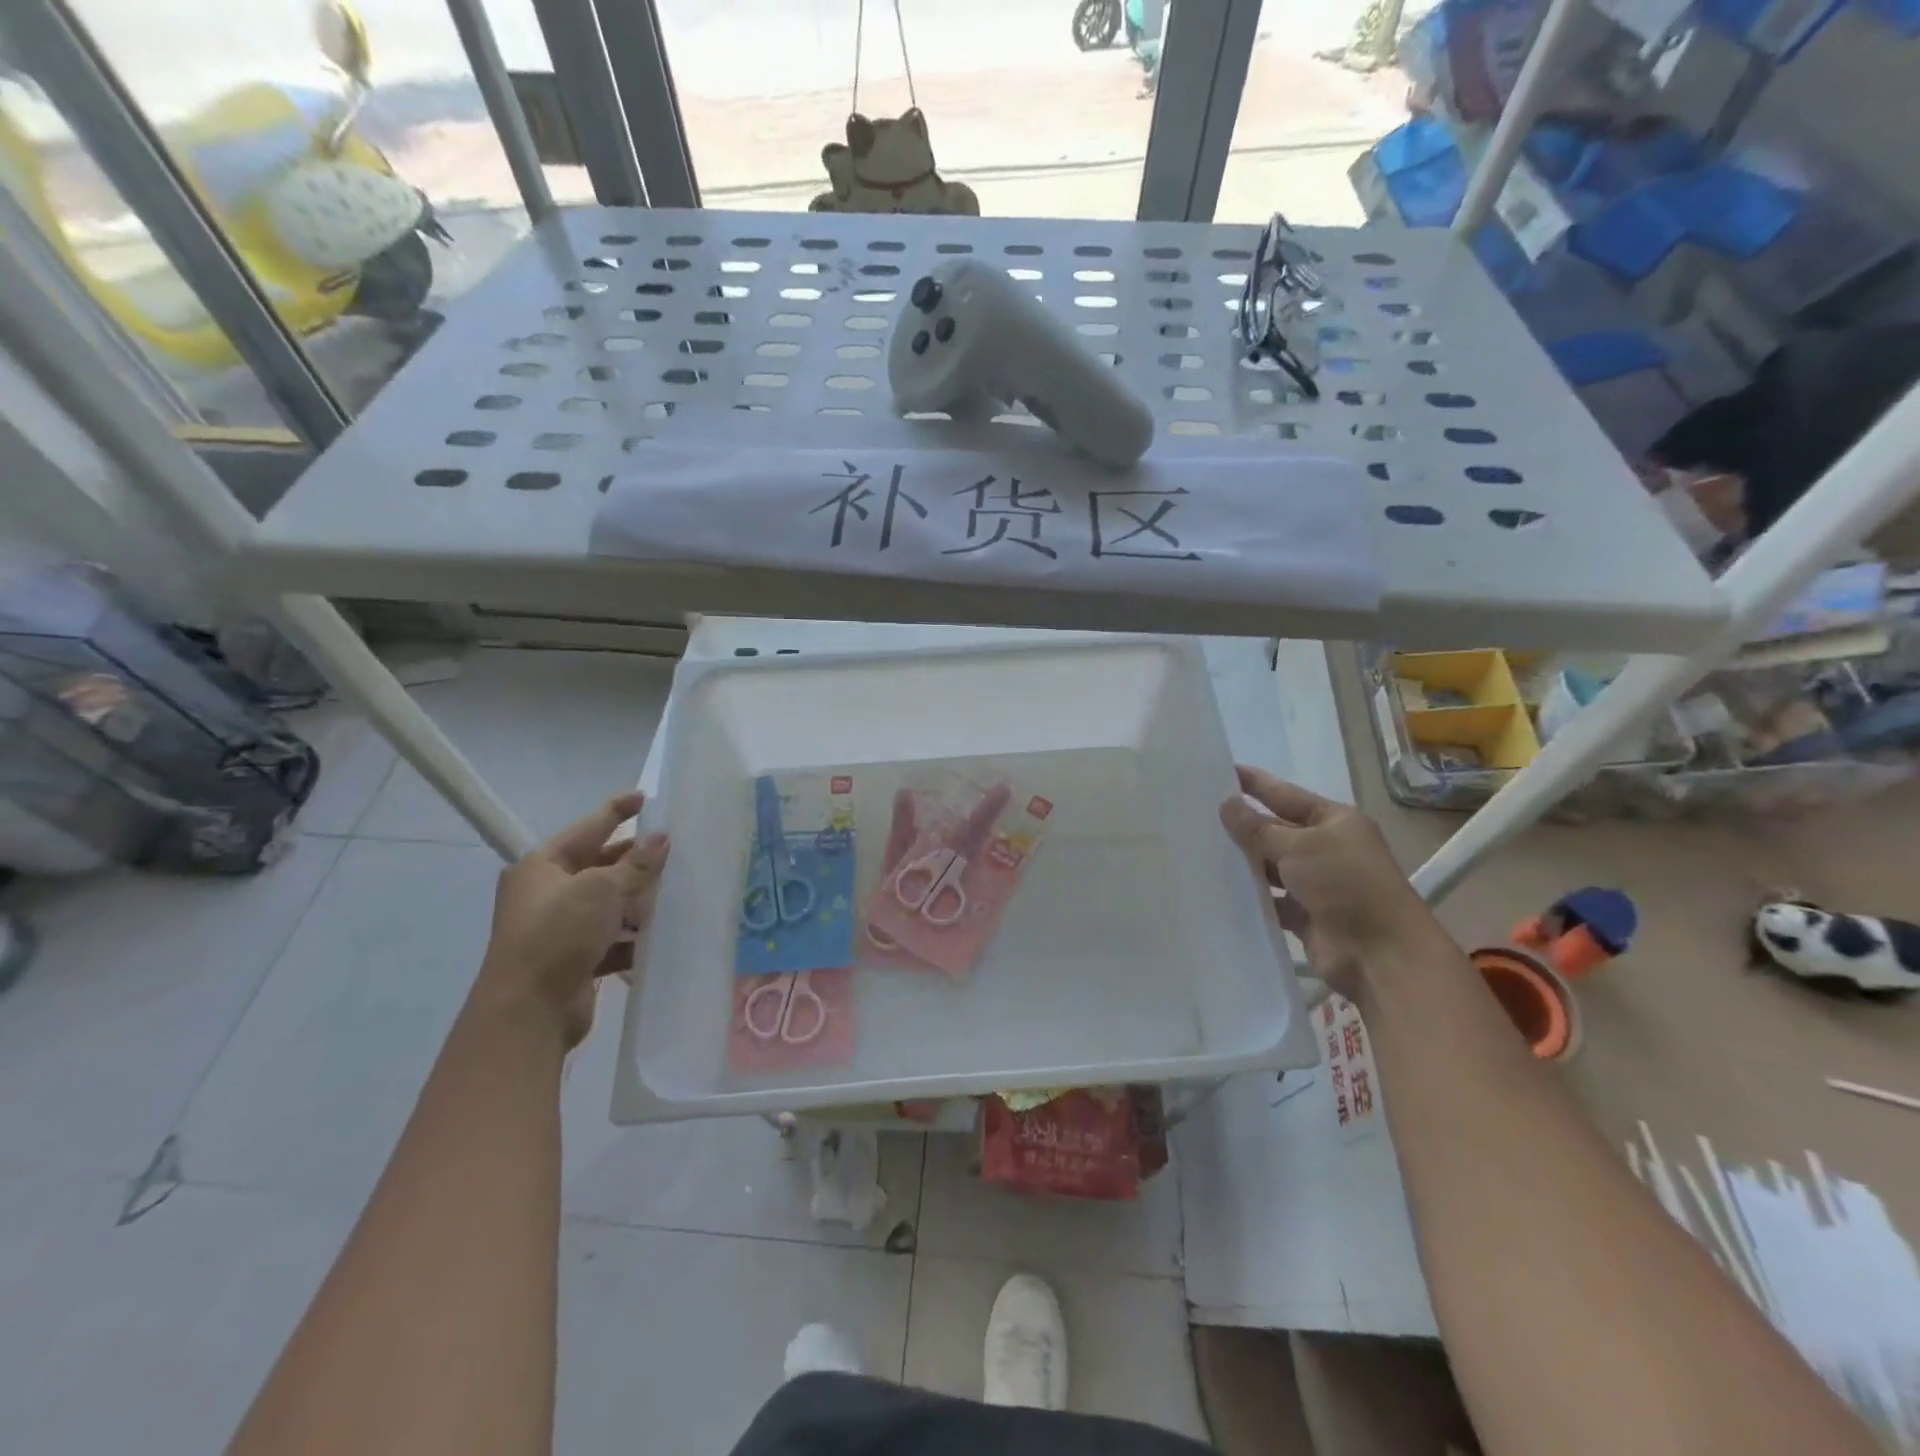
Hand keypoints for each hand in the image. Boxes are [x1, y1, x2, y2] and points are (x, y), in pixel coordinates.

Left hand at [475, 792, 669, 1047]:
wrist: (528, 1011)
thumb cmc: (558, 934)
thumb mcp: (601, 889)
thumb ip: (636, 864)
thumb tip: (661, 838)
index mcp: (542, 866)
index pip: (587, 828)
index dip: (616, 810)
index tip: (644, 797)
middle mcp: (546, 893)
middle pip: (598, 865)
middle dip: (634, 859)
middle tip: (672, 848)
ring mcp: (559, 928)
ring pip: (608, 903)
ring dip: (637, 899)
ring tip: (676, 890)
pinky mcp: (573, 958)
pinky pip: (611, 937)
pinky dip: (632, 935)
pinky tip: (661, 933)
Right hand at [1219, 765, 1440, 997]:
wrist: (1380, 954)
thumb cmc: (1346, 885)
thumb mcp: (1299, 847)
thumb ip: (1258, 828)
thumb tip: (1227, 804)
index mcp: (1334, 821)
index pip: (1285, 794)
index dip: (1254, 783)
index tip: (1219, 771)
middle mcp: (1325, 848)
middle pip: (1275, 830)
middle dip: (1241, 824)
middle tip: (1195, 813)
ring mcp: (1315, 883)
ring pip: (1269, 865)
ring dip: (1242, 861)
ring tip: (1197, 849)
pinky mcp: (1304, 914)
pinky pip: (1269, 898)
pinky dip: (1249, 895)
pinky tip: (1215, 888)